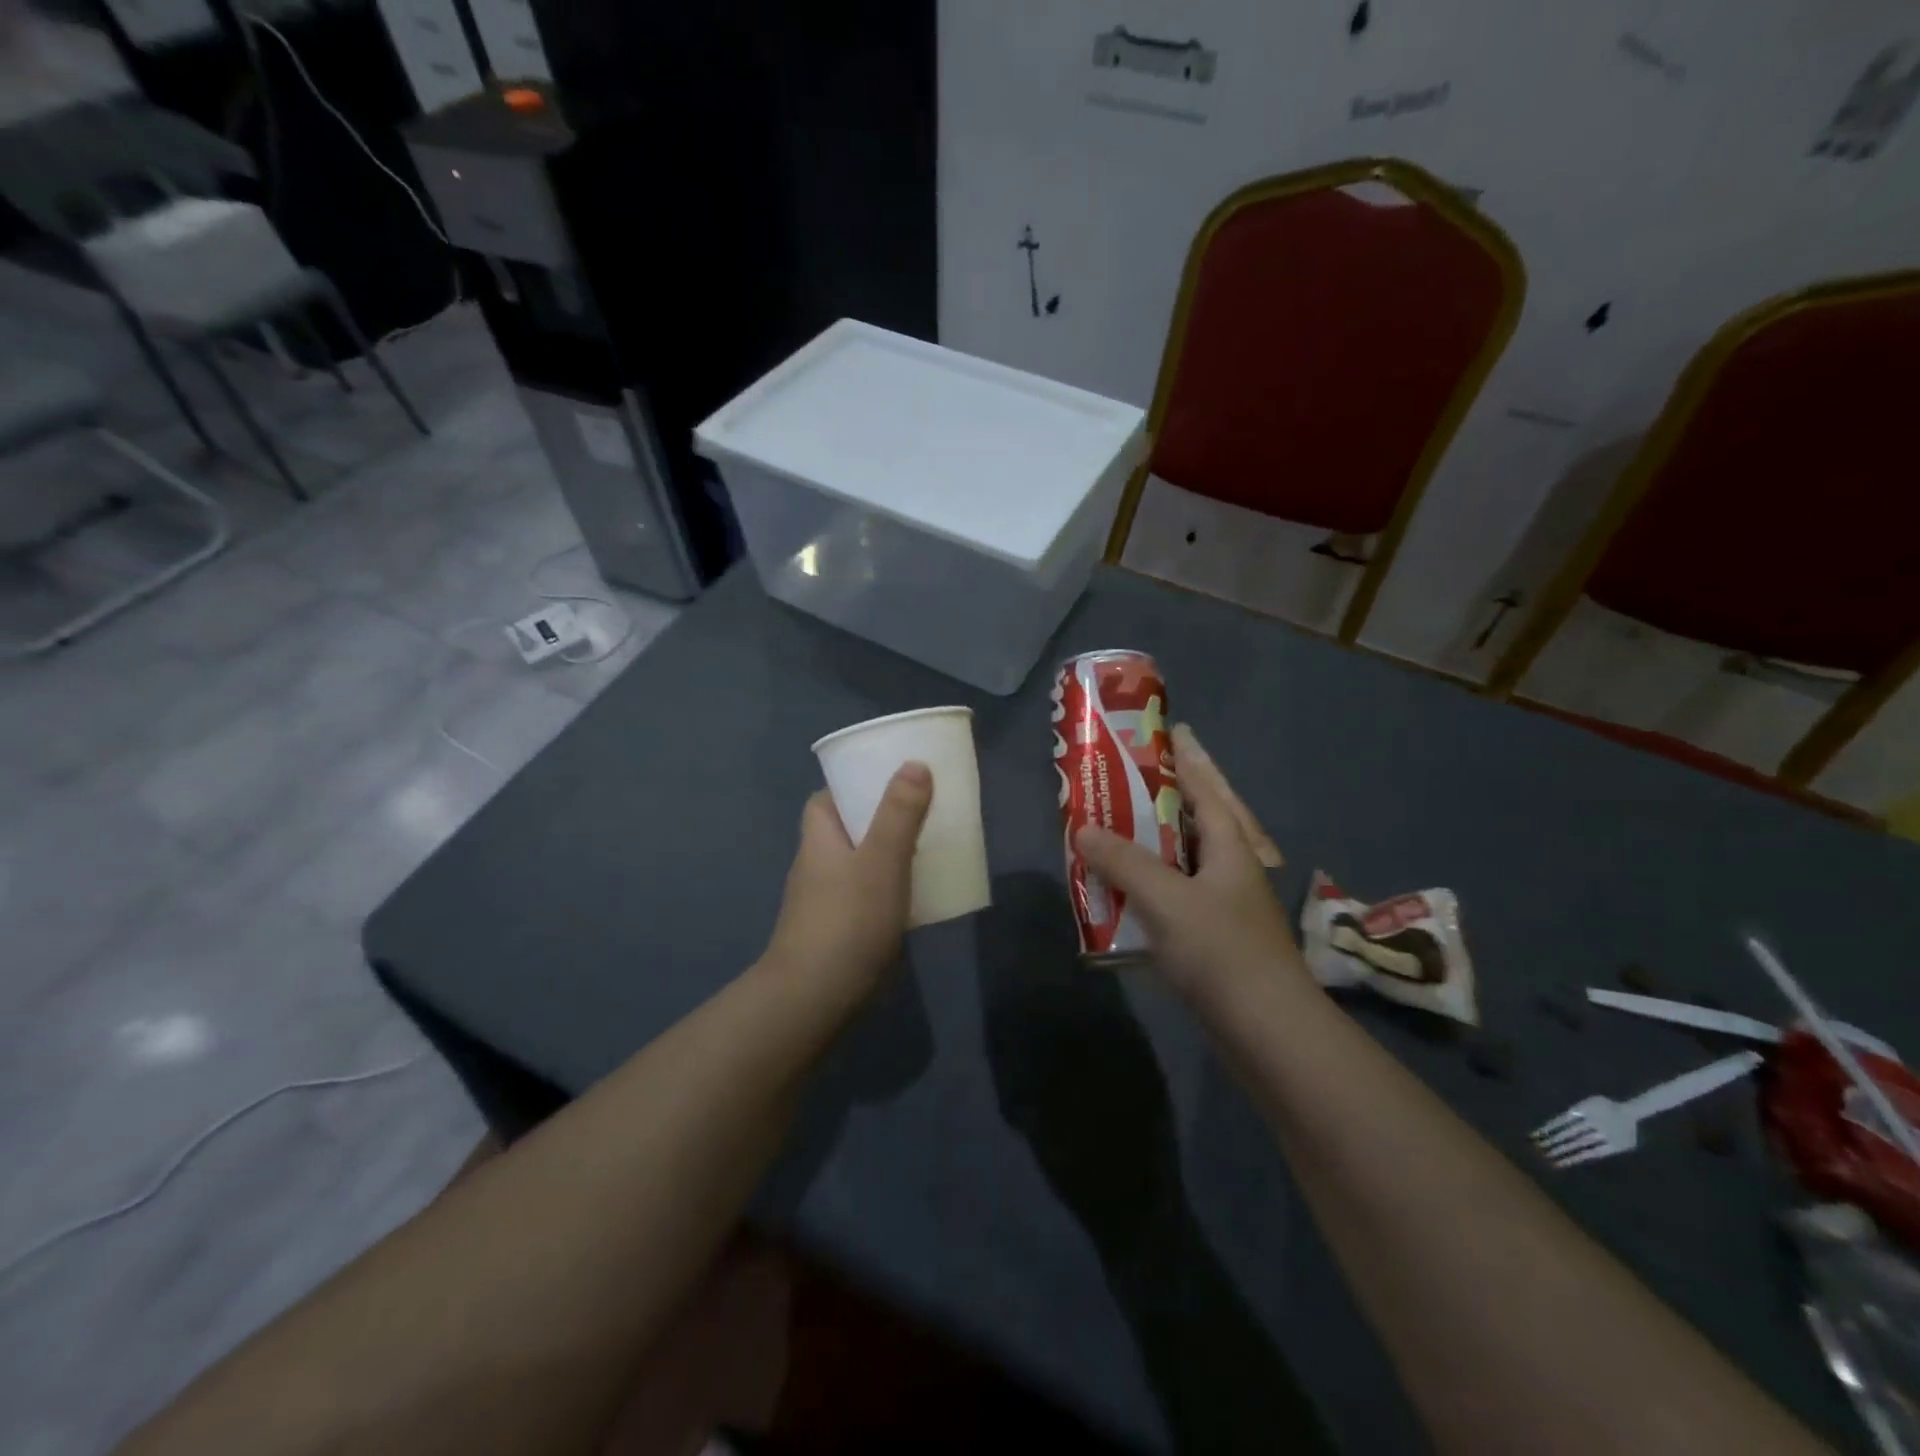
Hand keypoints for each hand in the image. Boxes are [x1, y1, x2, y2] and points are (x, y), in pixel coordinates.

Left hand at [762, 763, 932, 999]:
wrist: (818, 996)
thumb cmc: (848, 918)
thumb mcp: (881, 858)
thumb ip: (900, 813)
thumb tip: (914, 763)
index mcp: (819, 836)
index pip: (828, 796)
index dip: (856, 782)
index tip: (892, 776)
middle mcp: (818, 862)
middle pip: (850, 827)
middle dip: (883, 816)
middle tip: (925, 808)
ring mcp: (828, 898)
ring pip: (863, 861)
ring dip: (891, 852)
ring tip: (932, 844)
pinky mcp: (843, 927)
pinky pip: (870, 893)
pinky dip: (892, 886)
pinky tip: (920, 893)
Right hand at [1076, 725, 1308, 1001]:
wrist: (1265, 1031)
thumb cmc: (1220, 950)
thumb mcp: (1166, 899)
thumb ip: (1123, 862)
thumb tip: (1083, 829)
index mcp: (1229, 847)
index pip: (1206, 790)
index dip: (1184, 762)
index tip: (1164, 735)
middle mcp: (1229, 869)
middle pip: (1194, 823)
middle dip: (1162, 802)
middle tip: (1123, 784)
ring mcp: (1223, 906)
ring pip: (1180, 863)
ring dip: (1149, 848)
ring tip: (1111, 833)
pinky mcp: (1212, 939)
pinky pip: (1174, 897)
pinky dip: (1148, 888)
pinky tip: (1120, 895)